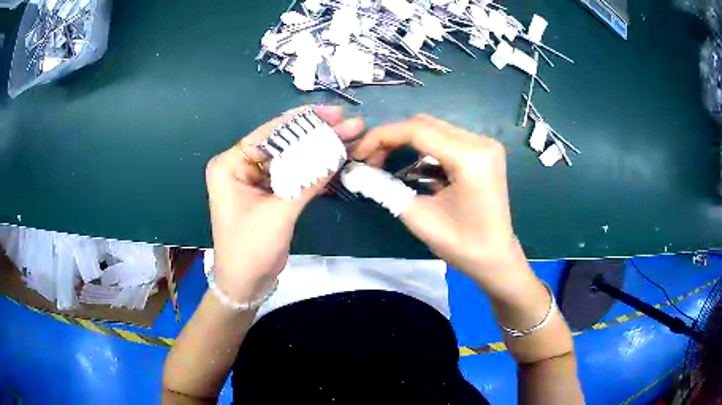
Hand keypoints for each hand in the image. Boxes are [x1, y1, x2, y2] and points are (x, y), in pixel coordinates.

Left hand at [206, 106, 363, 301]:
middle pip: (282, 142)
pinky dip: (314, 168)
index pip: (269, 134)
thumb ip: (308, 180)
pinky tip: (337, 158)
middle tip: (348, 122)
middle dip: (316, 133)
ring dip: (319, 149)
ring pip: (291, 156)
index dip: (303, 122)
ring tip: (349, 136)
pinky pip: (293, 173)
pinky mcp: (269, 192)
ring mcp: (255, 179)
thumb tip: (339, 151)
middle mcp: (240, 165)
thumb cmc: (250, 249)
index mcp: (230, 164)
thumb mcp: (279, 213)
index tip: (334, 113)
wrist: (246, 284)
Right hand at [352, 115, 529, 296]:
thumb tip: (356, 172)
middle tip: (370, 161)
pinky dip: (424, 151)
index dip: (382, 137)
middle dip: (392, 139)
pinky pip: (446, 140)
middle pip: (425, 124)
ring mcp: (485, 145)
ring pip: (434, 130)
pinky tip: (413, 170)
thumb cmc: (461, 245)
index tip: (359, 154)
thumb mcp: (418, 216)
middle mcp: (481, 142)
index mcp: (470, 157)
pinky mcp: (483, 152)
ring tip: (386, 165)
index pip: (417, 130)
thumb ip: (385, 188)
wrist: (495, 258)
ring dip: (407, 143)